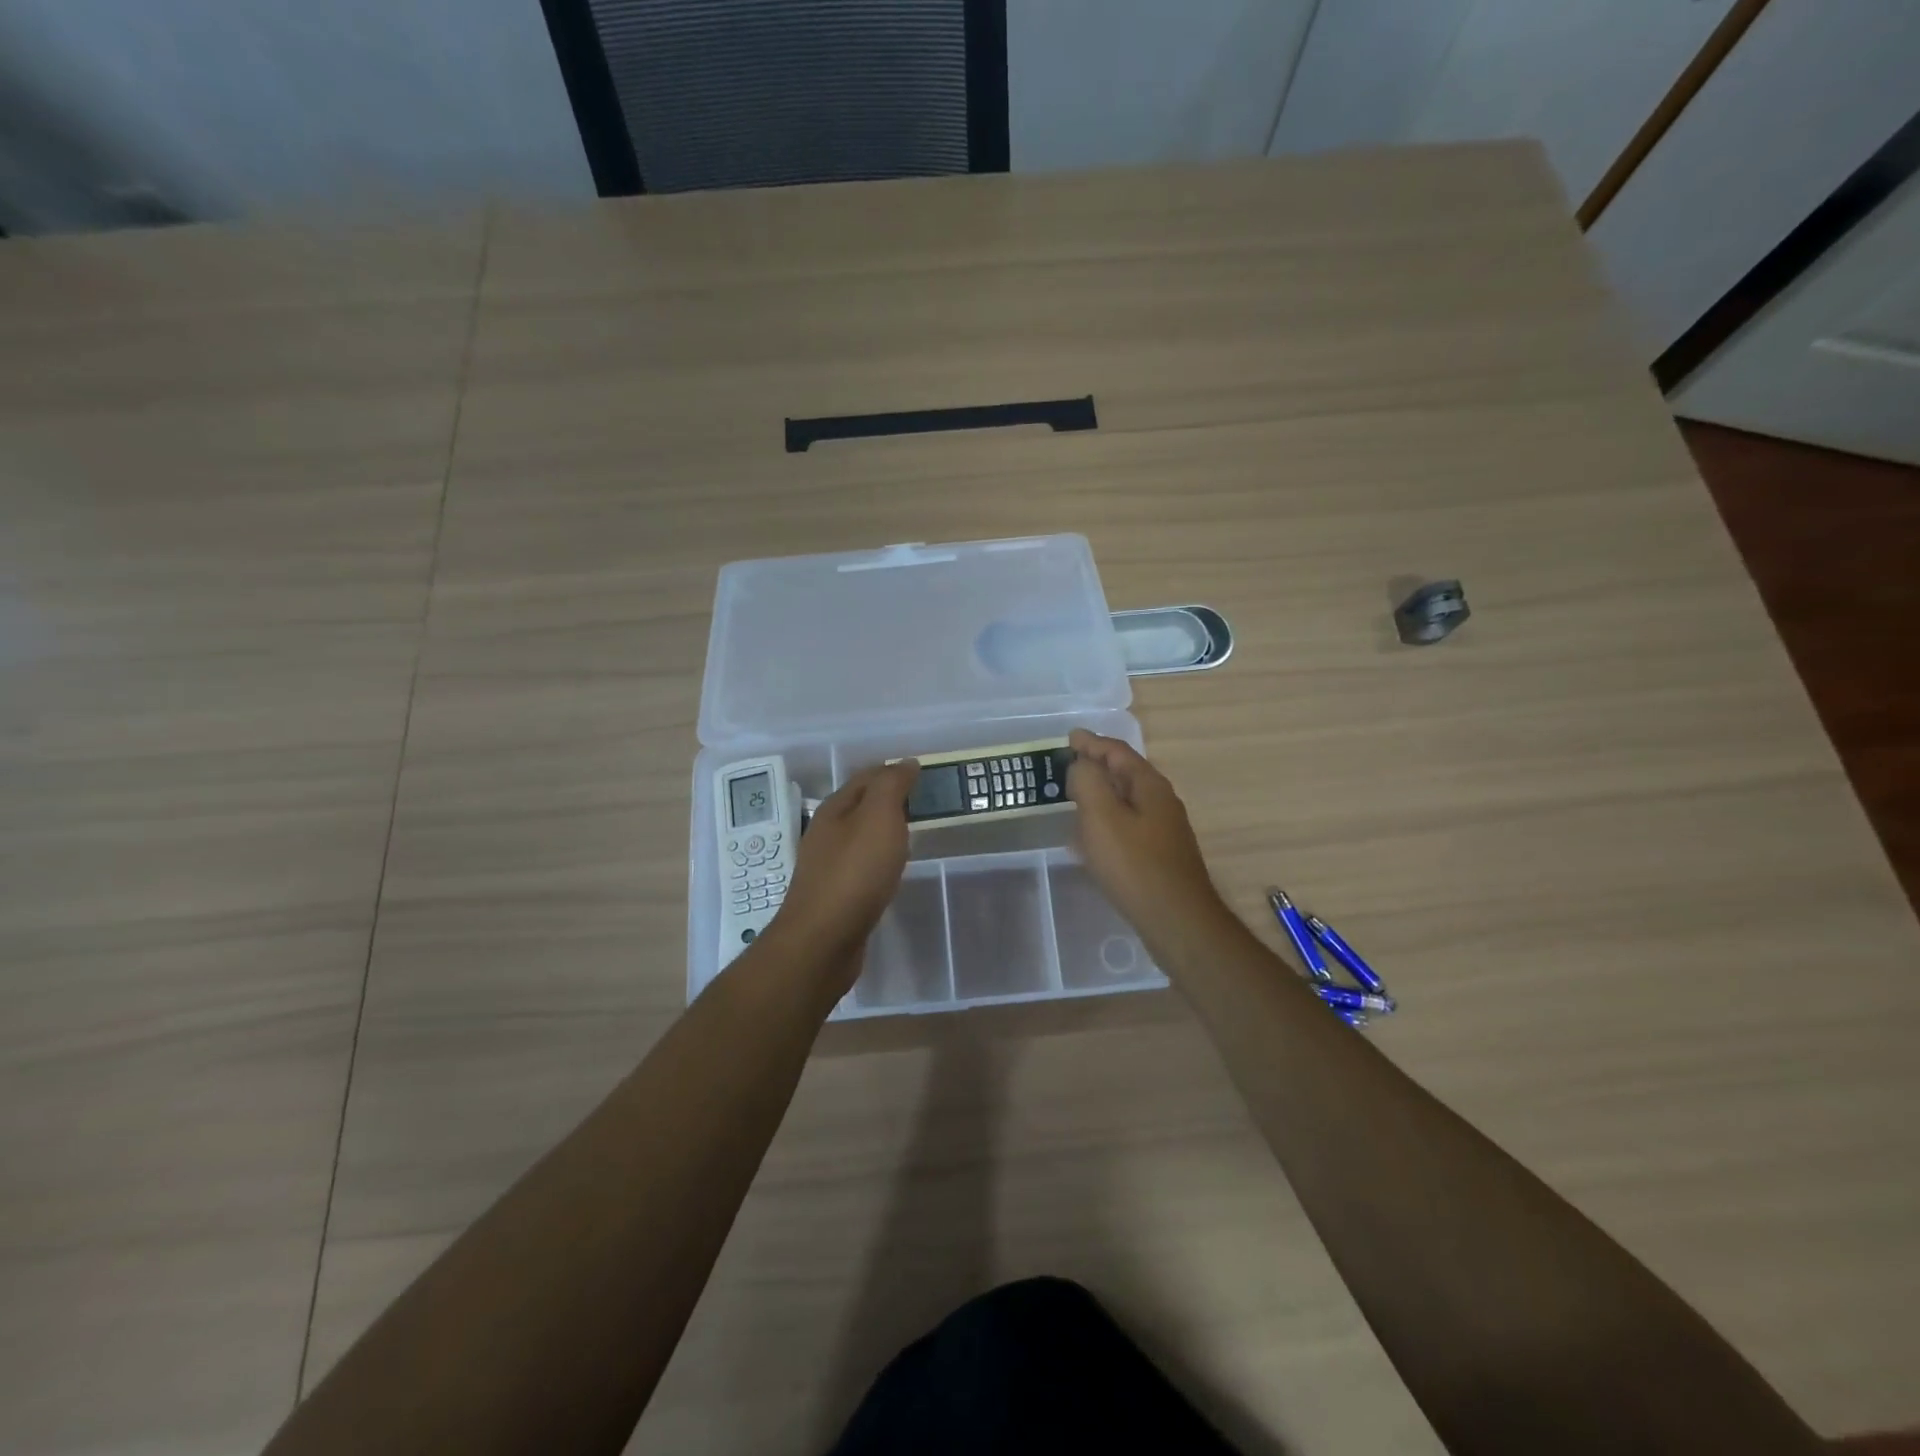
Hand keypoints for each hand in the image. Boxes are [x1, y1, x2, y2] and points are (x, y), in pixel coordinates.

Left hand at [766, 761, 918, 986]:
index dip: (893, 771)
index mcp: (835, 809)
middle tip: (923, 802)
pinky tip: (891, 869)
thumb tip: (905, 763)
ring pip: (860, 836)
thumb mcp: (878, 818)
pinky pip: (861, 865)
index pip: (866, 778)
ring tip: (912, 832)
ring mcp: (828, 866)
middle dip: (889, 799)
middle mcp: (826, 833)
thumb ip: (891, 787)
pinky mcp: (835, 895)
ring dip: (884, 829)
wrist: (824, 939)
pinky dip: (879, 858)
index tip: (922, 773)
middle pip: (860, 806)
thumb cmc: (855, 872)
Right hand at [1067, 729, 1226, 943]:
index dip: (1092, 743)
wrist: (1177, 921)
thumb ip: (1087, 781)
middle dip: (1095, 768)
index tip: (1069, 738)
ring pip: (1125, 802)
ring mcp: (1163, 831)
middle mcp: (1161, 802)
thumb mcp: (1102, 817)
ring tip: (1072, 800)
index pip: (1118, 752)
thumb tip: (1081, 765)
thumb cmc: (1134, 865)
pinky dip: (1105, 823)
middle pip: (1124, 774)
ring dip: (1099, 797)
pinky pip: (1126, 827)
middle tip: (1066, 767)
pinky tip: (1090, 841)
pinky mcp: (1159, 856)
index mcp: (1150, 786)